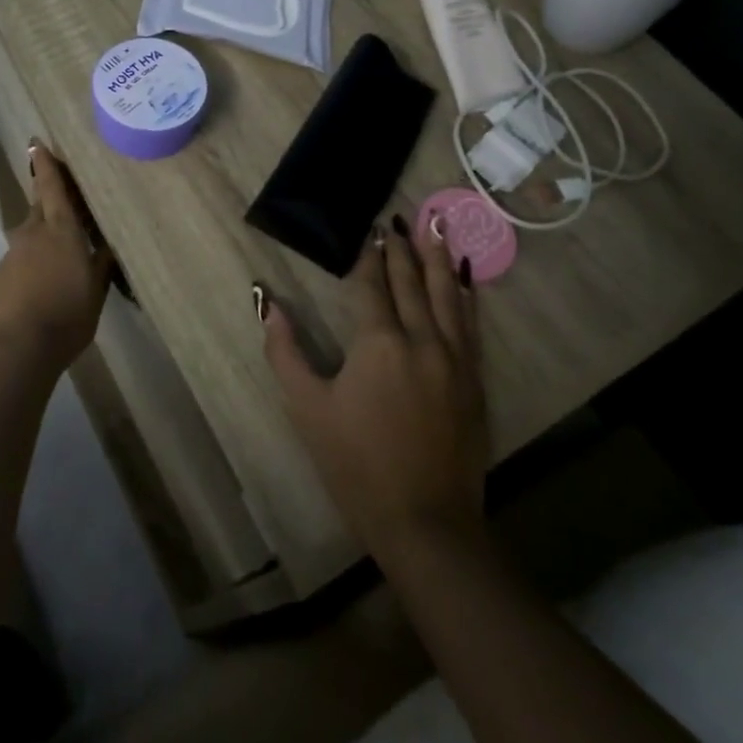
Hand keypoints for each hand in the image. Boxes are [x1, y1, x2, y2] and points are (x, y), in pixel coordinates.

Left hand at [0, 142, 112, 373]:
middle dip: (49, 199)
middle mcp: (33, 234)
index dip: (45, 164)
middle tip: (65, 199)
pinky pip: (21, 260)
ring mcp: (12, 255)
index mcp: (60, 230)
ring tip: (60, 255)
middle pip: (40, 207)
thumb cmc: (66, 316)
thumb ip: (101, 265)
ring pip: (30, 235)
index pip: (51, 187)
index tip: (36, 142)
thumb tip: (109, 246)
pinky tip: (42, 284)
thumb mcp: (95, 291)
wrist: (16, 349)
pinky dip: (32, 263)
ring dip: (44, 236)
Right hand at [261, 216, 487, 556]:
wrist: (426, 524)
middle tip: (398, 218)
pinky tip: (463, 281)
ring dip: (438, 259)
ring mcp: (455, 360)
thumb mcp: (308, 408)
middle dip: (402, 248)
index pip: (372, 285)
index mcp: (379, 343)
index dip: (368, 256)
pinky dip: (465, 296)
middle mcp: (422, 340)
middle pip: (411, 282)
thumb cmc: (357, 465)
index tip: (368, 229)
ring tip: (436, 227)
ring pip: (447, 295)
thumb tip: (267, 304)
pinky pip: (470, 325)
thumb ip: (285, 352)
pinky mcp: (474, 382)